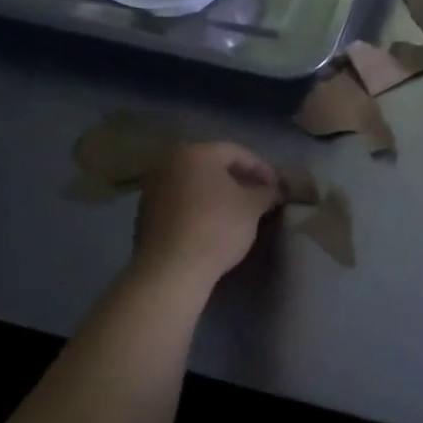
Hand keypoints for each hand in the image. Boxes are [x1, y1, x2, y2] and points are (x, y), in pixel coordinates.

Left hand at [131, 142, 278, 284]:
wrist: (171, 270)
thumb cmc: (217, 227)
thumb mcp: (252, 206)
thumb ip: (266, 192)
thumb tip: (273, 190)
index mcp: (195, 154)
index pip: (237, 153)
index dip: (262, 168)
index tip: (276, 187)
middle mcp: (169, 165)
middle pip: (213, 166)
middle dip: (240, 180)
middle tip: (260, 196)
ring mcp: (153, 190)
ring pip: (196, 185)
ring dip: (219, 194)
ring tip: (240, 212)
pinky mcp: (146, 215)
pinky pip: (181, 203)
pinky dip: (200, 208)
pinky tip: (214, 225)